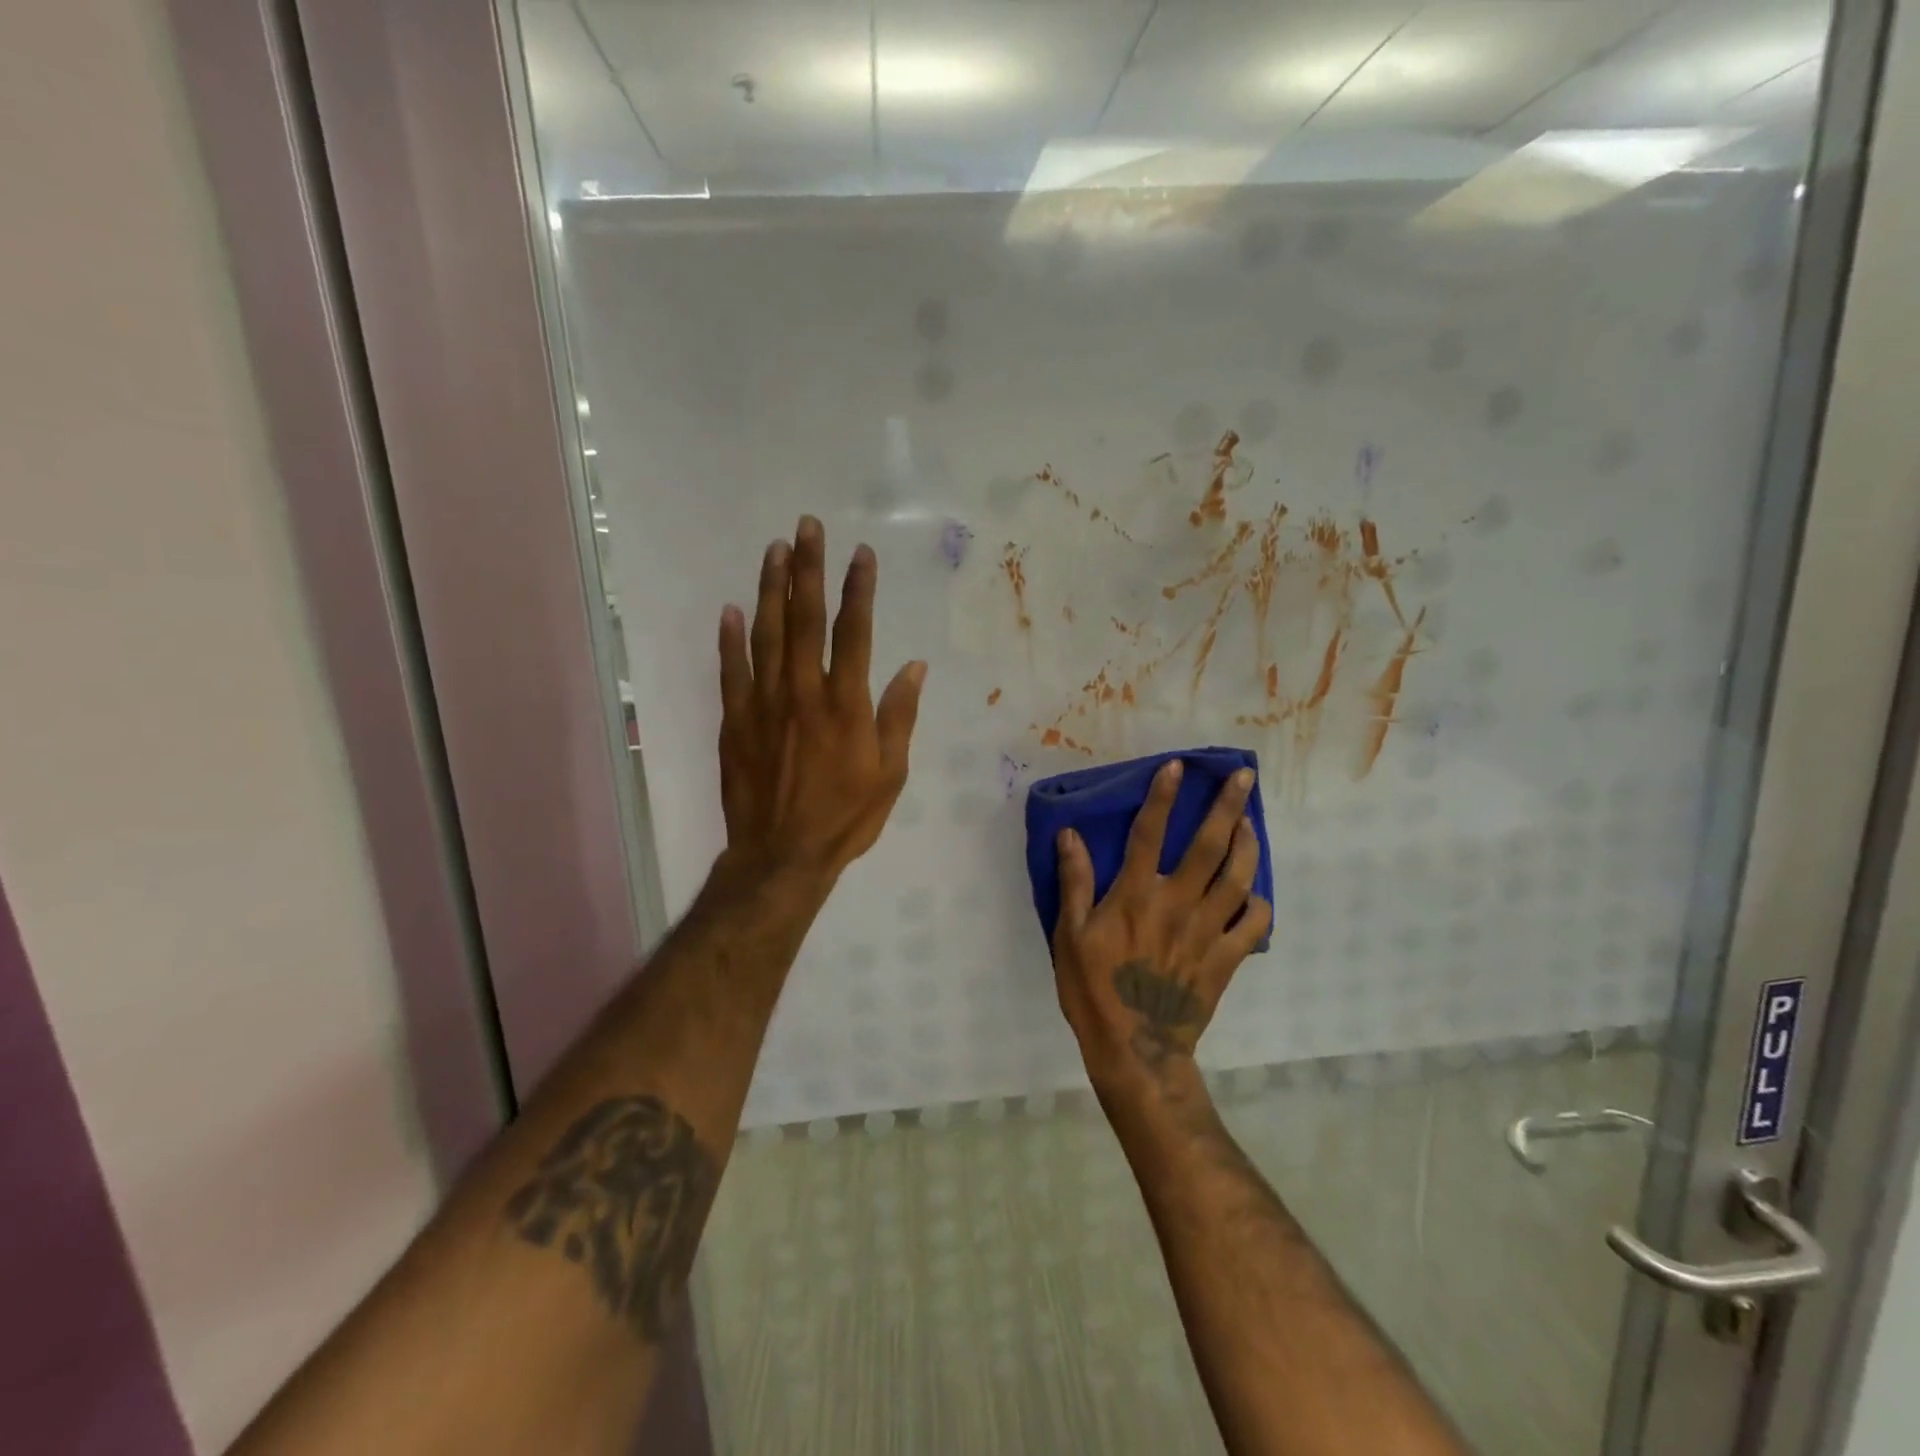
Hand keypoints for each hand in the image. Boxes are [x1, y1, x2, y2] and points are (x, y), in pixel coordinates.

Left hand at [716, 515, 925, 894]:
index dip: (858, 589)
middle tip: (807, 526)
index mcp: (846, 704)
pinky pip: (731, 671)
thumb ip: (899, 717)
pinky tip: (731, 609)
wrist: (781, 856)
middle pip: (805, 619)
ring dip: (770, 589)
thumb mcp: (890, 774)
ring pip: (766, 634)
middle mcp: (803, 692)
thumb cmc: (845, 817)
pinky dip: (730, 639)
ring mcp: (763, 704)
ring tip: (774, 550)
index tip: (861, 554)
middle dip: (808, 569)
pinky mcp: (734, 721)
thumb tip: (914, 667)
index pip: (854, 632)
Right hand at [1052, 760, 1271, 1100]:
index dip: (1162, 797)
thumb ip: (1074, 883)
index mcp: (1135, 895)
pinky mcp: (1226, 959)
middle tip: (1243, 778)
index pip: (1149, 833)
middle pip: (1209, 847)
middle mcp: (1176, 903)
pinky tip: (1255, 893)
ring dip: (1247, 845)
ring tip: (1250, 822)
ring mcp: (1207, 931)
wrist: (1135, 1050)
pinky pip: (1253, 925)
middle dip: (1227, 807)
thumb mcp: (1069, 936)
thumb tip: (1069, 834)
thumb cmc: (1094, 990)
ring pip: (1238, 878)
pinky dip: (1259, 905)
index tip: (1177, 767)